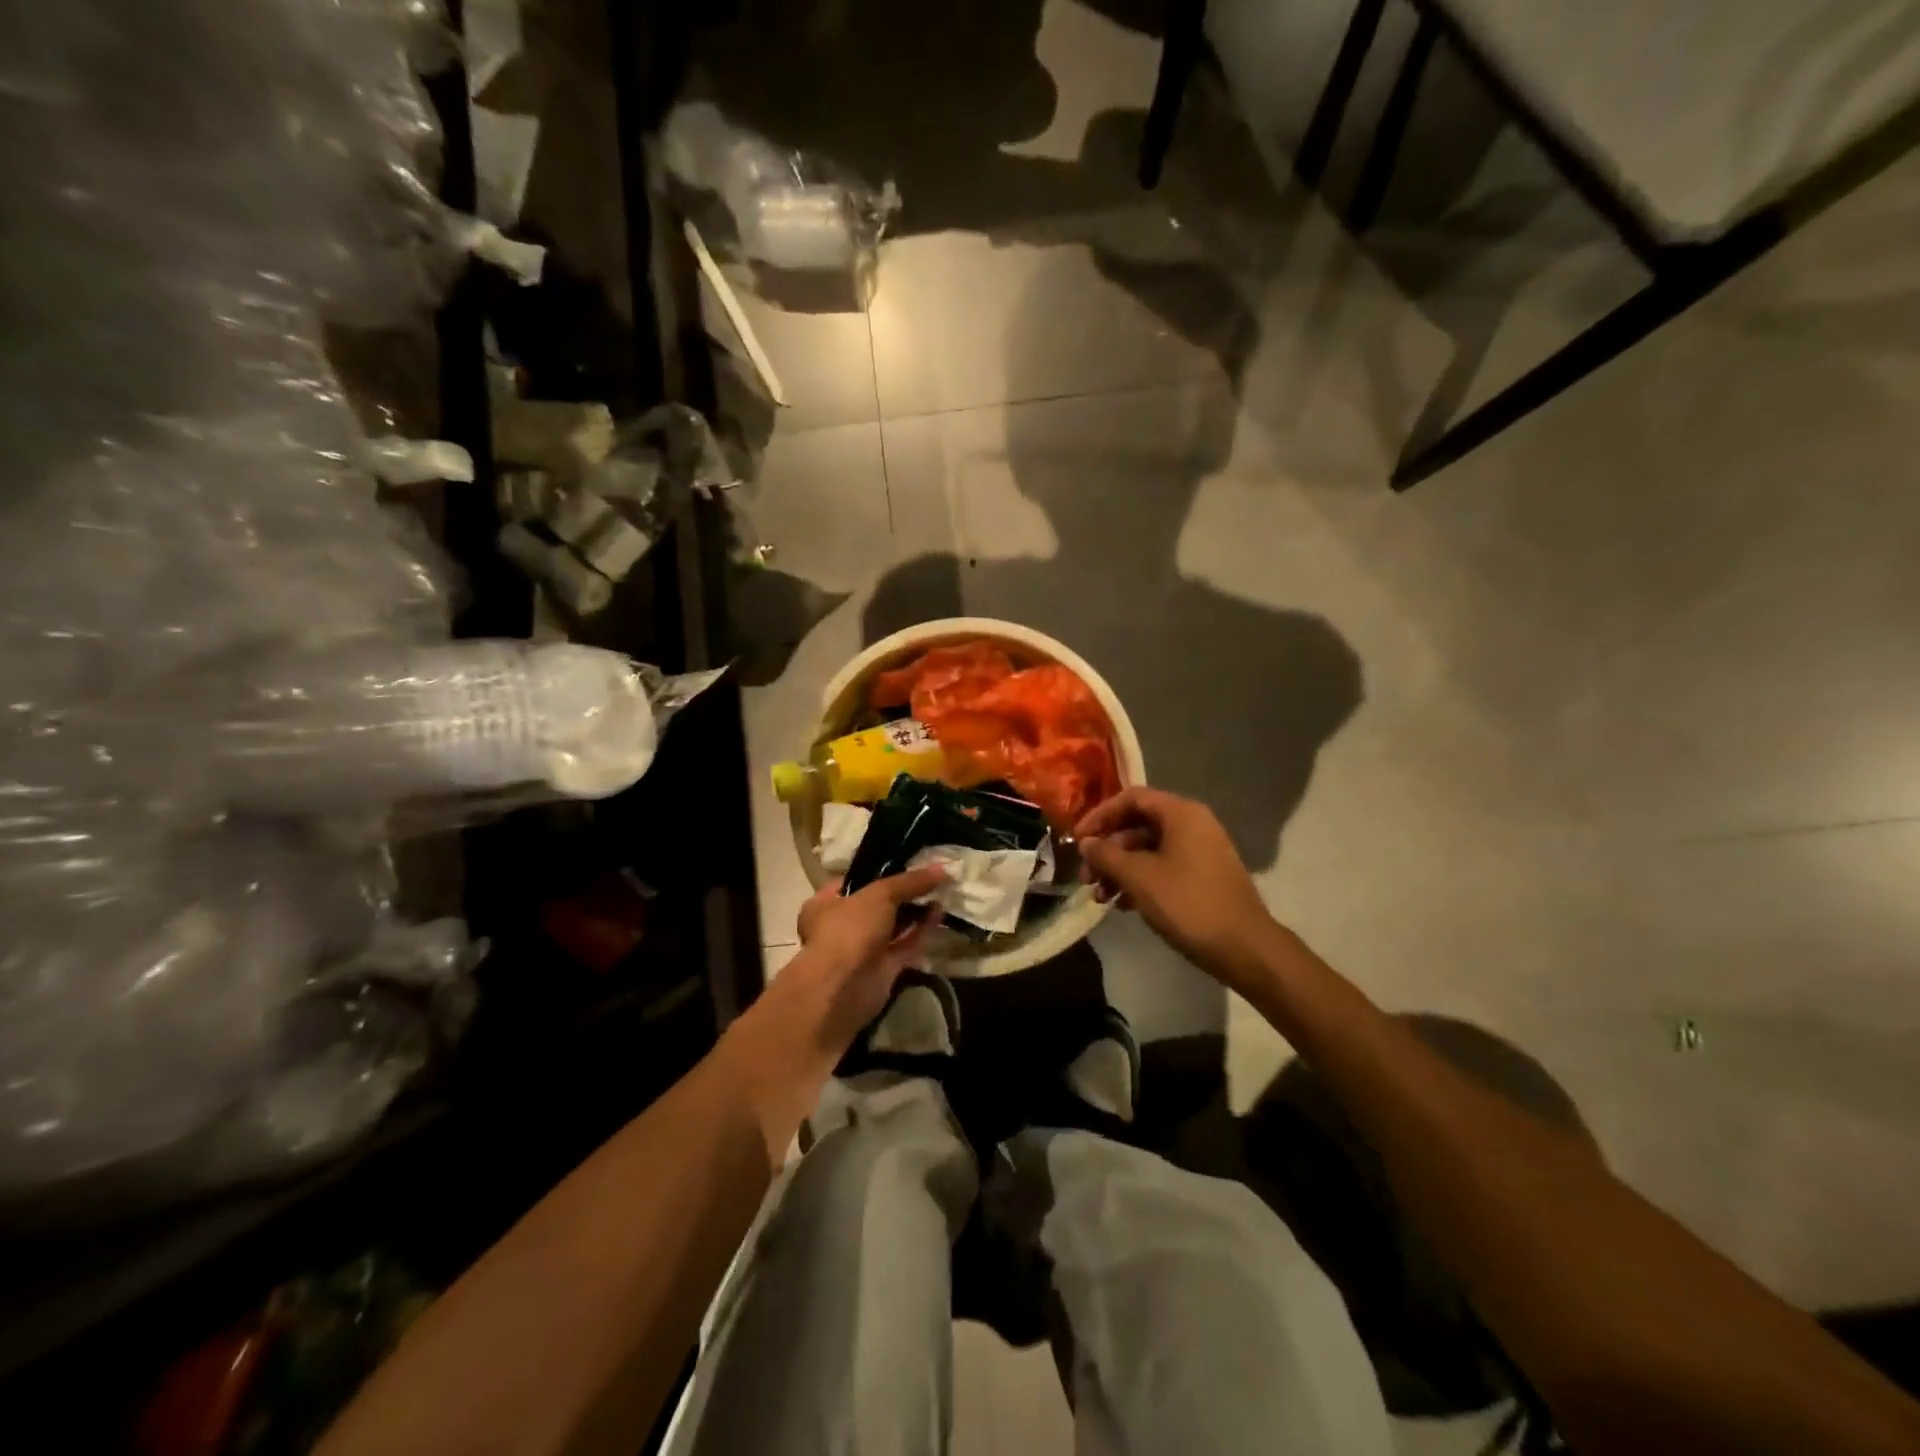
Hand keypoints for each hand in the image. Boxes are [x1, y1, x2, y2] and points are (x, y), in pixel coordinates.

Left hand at [721, 866, 945, 1163]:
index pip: (855, 881)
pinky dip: (921, 931)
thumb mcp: (880, 894)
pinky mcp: (882, 970)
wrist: (842, 989)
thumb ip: (910, 882)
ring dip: (915, 911)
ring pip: (893, 926)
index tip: (909, 863)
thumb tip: (941, 868)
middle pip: (877, 904)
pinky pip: (905, 946)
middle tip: (930, 878)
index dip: (881, 871)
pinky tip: (940, 914)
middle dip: (903, 893)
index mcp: (826, 903)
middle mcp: (841, 925)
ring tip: (941, 892)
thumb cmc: (849, 930)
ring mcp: (862, 949)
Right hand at [1074, 787, 1278, 989]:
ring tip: (1100, 897)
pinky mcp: (1203, 876)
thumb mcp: (1139, 878)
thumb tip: (1085, 843)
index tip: (1077, 841)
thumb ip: (1107, 855)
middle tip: (1085, 877)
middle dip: (1107, 850)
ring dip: (1120, 869)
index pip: (1131, 798)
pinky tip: (1122, 905)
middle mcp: (1192, 824)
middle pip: (1138, 825)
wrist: (1245, 948)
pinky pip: (1163, 867)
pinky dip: (1139, 881)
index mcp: (1181, 813)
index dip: (1100, 816)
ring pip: (1148, 850)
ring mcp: (1200, 851)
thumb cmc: (1188, 904)